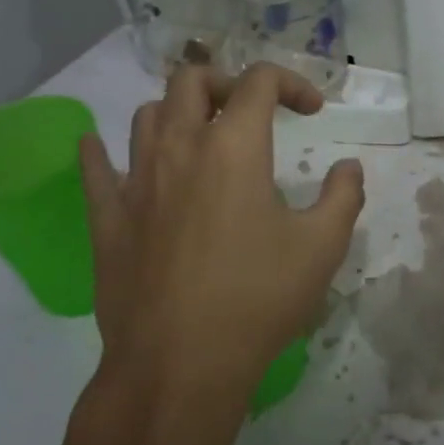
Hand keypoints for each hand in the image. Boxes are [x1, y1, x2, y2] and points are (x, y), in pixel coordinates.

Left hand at [78, 63, 364, 424]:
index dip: (291, 83)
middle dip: (226, 84)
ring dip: (176, 112)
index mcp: (234, 147)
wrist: (179, 364)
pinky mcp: (107, 218)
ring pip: (147, 115)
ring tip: (197, 137)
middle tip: (248, 114)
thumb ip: (343, 197)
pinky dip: (100, 150)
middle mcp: (180, 148)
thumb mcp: (322, 248)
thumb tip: (349, 167)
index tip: (311, 112)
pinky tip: (100, 149)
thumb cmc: (257, 299)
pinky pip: (94, 167)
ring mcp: (136, 180)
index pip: (258, 81)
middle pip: (192, 80)